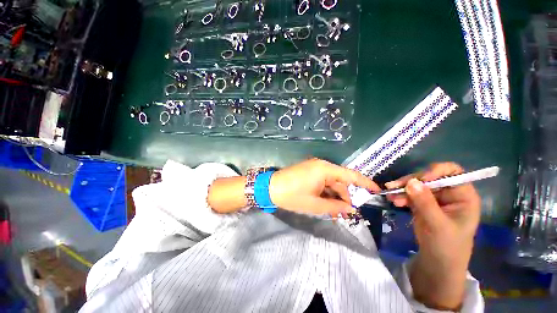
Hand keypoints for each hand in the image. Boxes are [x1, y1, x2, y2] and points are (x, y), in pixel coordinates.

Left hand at [270, 158, 379, 215]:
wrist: (270, 188)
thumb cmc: (292, 196)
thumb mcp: (315, 204)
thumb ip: (335, 206)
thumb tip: (351, 208)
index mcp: (325, 169)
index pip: (350, 175)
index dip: (364, 182)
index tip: (376, 190)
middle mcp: (321, 165)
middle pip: (340, 180)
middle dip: (344, 196)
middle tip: (346, 213)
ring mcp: (314, 167)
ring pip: (331, 182)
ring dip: (334, 196)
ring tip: (335, 212)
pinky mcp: (308, 171)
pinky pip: (322, 181)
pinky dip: (326, 192)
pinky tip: (326, 203)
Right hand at [385, 163, 480, 309]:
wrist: (437, 262)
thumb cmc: (447, 246)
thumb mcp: (438, 225)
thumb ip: (426, 203)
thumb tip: (411, 182)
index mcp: (463, 196)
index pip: (453, 172)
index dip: (436, 171)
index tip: (420, 179)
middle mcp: (449, 193)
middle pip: (428, 177)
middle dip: (411, 182)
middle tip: (394, 187)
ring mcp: (434, 198)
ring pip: (416, 185)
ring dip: (402, 189)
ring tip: (390, 196)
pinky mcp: (421, 203)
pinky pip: (409, 194)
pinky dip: (400, 195)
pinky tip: (393, 201)